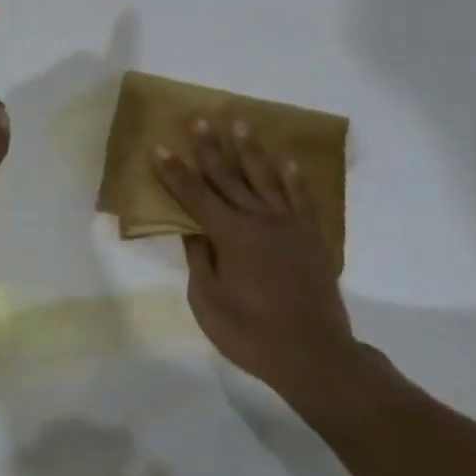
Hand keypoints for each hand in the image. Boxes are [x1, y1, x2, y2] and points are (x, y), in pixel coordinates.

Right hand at [154, 116, 357, 406]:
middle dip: (209, 147)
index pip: (195, 195)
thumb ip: (199, 261)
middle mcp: (259, 220)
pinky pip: (302, 198)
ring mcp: (289, 225)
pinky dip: (294, 177)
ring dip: (249, 149)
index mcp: (230, 235)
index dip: (174, 172)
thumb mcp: (208, 303)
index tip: (160, 147)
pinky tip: (288, 160)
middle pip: (228, 176)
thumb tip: (193, 230)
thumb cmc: (252, 334)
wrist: (315, 356)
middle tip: (199, 119)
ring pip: (265, 177)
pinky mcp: (312, 236)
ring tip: (239, 122)